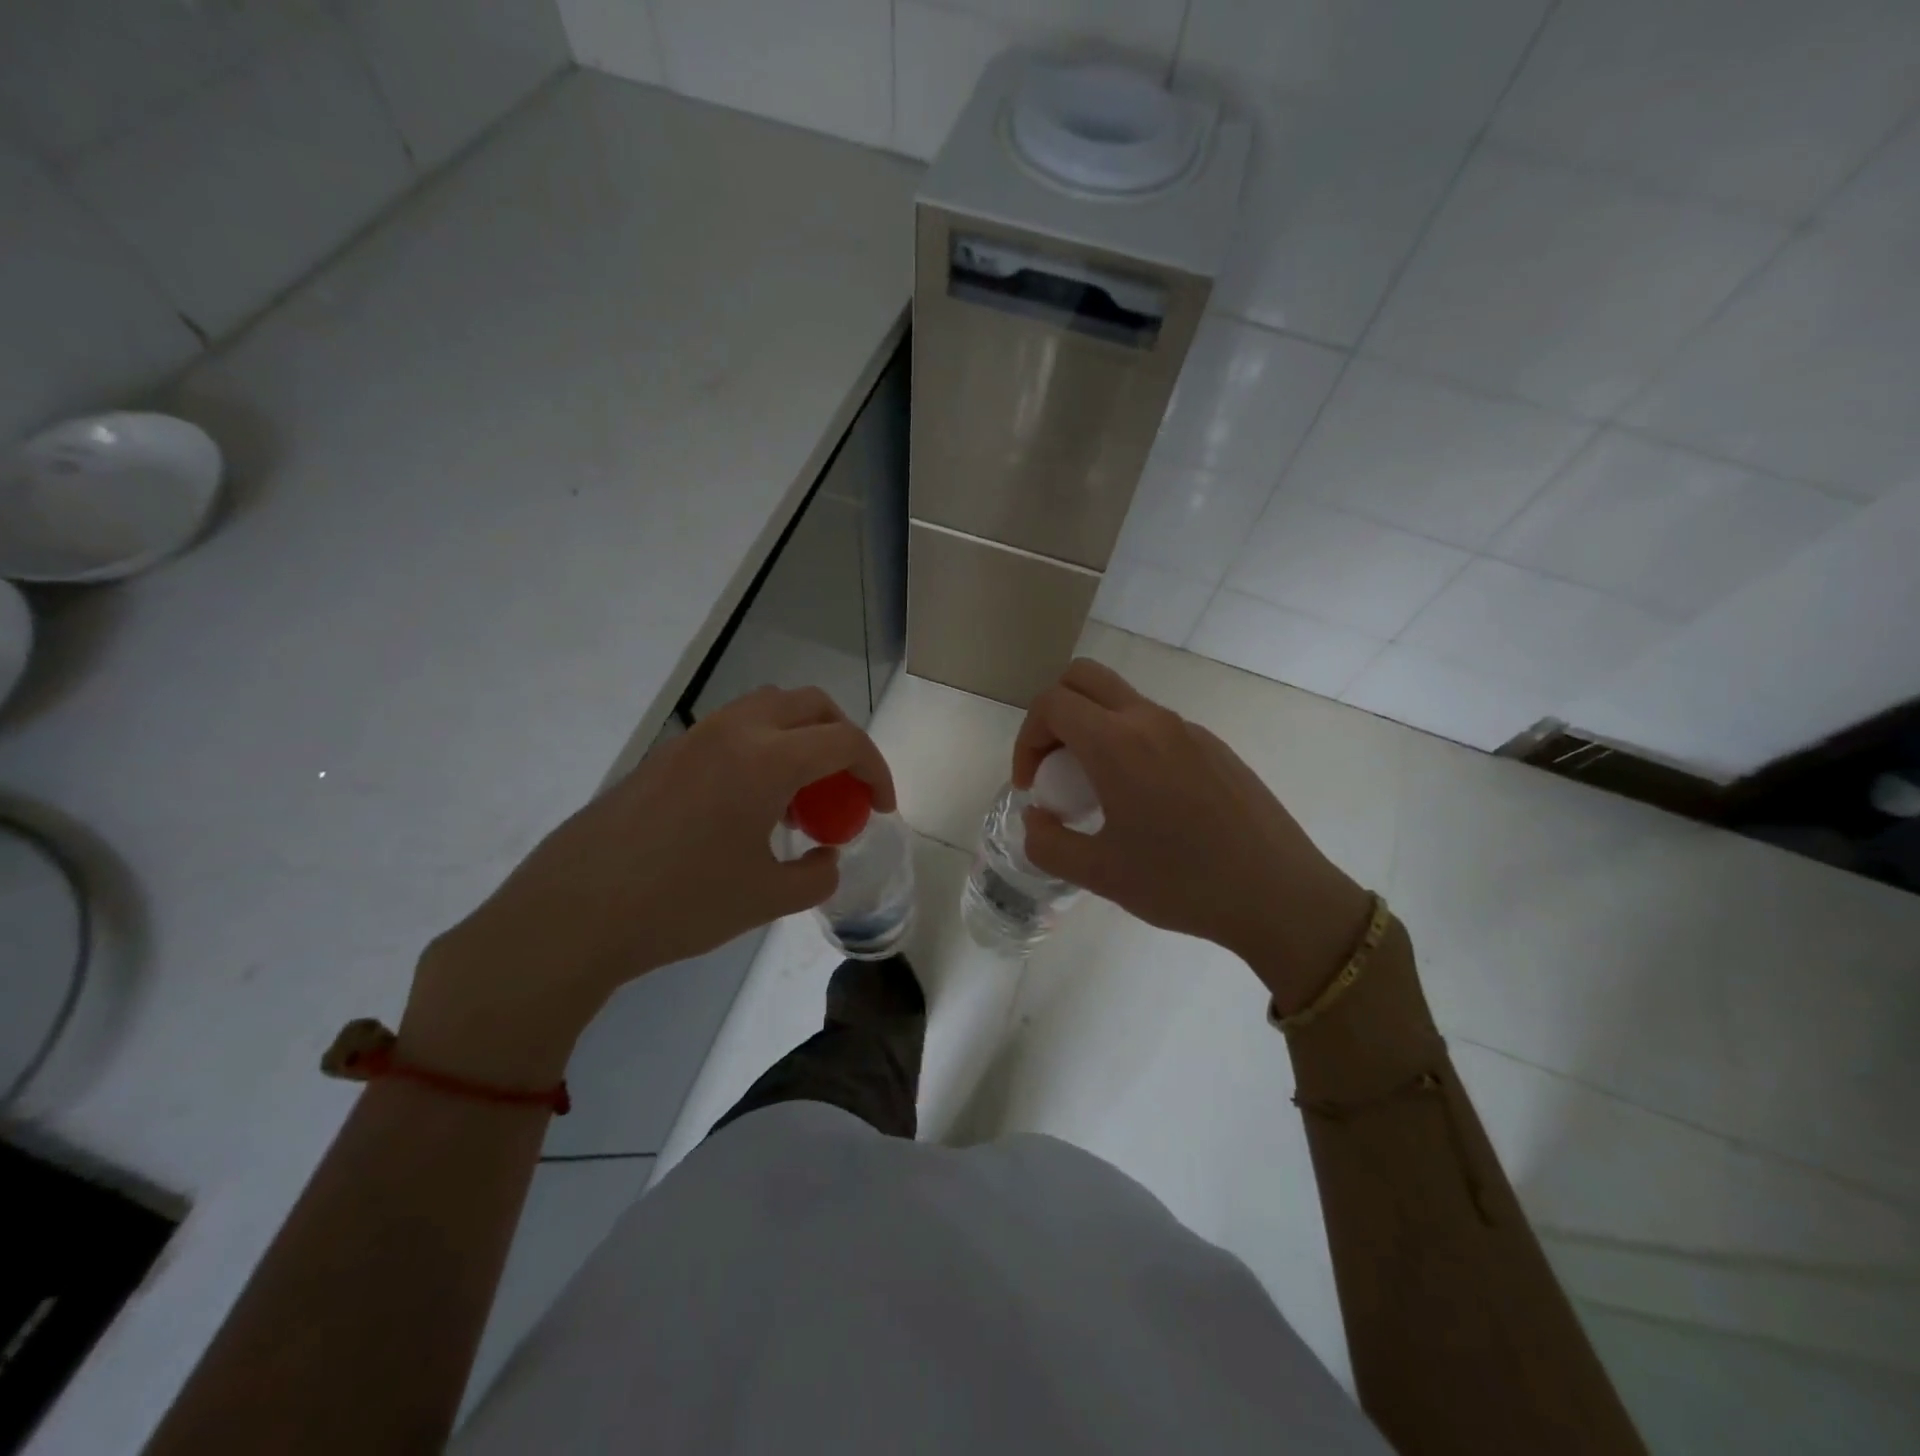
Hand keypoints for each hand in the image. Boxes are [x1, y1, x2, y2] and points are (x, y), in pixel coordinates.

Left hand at [401, 686, 894, 1082]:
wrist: (574, 913)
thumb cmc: (681, 905)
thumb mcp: (766, 899)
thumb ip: (815, 876)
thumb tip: (826, 858)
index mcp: (767, 759)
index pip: (844, 741)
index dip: (876, 770)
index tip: (881, 807)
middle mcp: (733, 732)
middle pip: (809, 704)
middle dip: (841, 738)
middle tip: (845, 787)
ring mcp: (693, 739)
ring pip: (767, 709)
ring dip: (798, 739)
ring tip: (797, 797)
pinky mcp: (665, 756)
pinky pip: (731, 732)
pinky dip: (761, 751)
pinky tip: (748, 809)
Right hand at [1013, 660, 1370, 1010]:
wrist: (1280, 895)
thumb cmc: (1183, 884)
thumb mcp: (1099, 874)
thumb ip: (1047, 843)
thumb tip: (1036, 817)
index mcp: (1117, 744)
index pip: (1051, 704)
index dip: (1027, 739)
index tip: (1032, 785)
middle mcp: (1151, 721)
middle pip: (1083, 677)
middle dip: (1054, 714)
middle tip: (1055, 767)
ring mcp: (1187, 729)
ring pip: (1121, 700)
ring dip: (1092, 728)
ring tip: (1098, 791)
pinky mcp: (1214, 745)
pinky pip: (1155, 725)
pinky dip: (1128, 743)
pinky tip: (1145, 801)